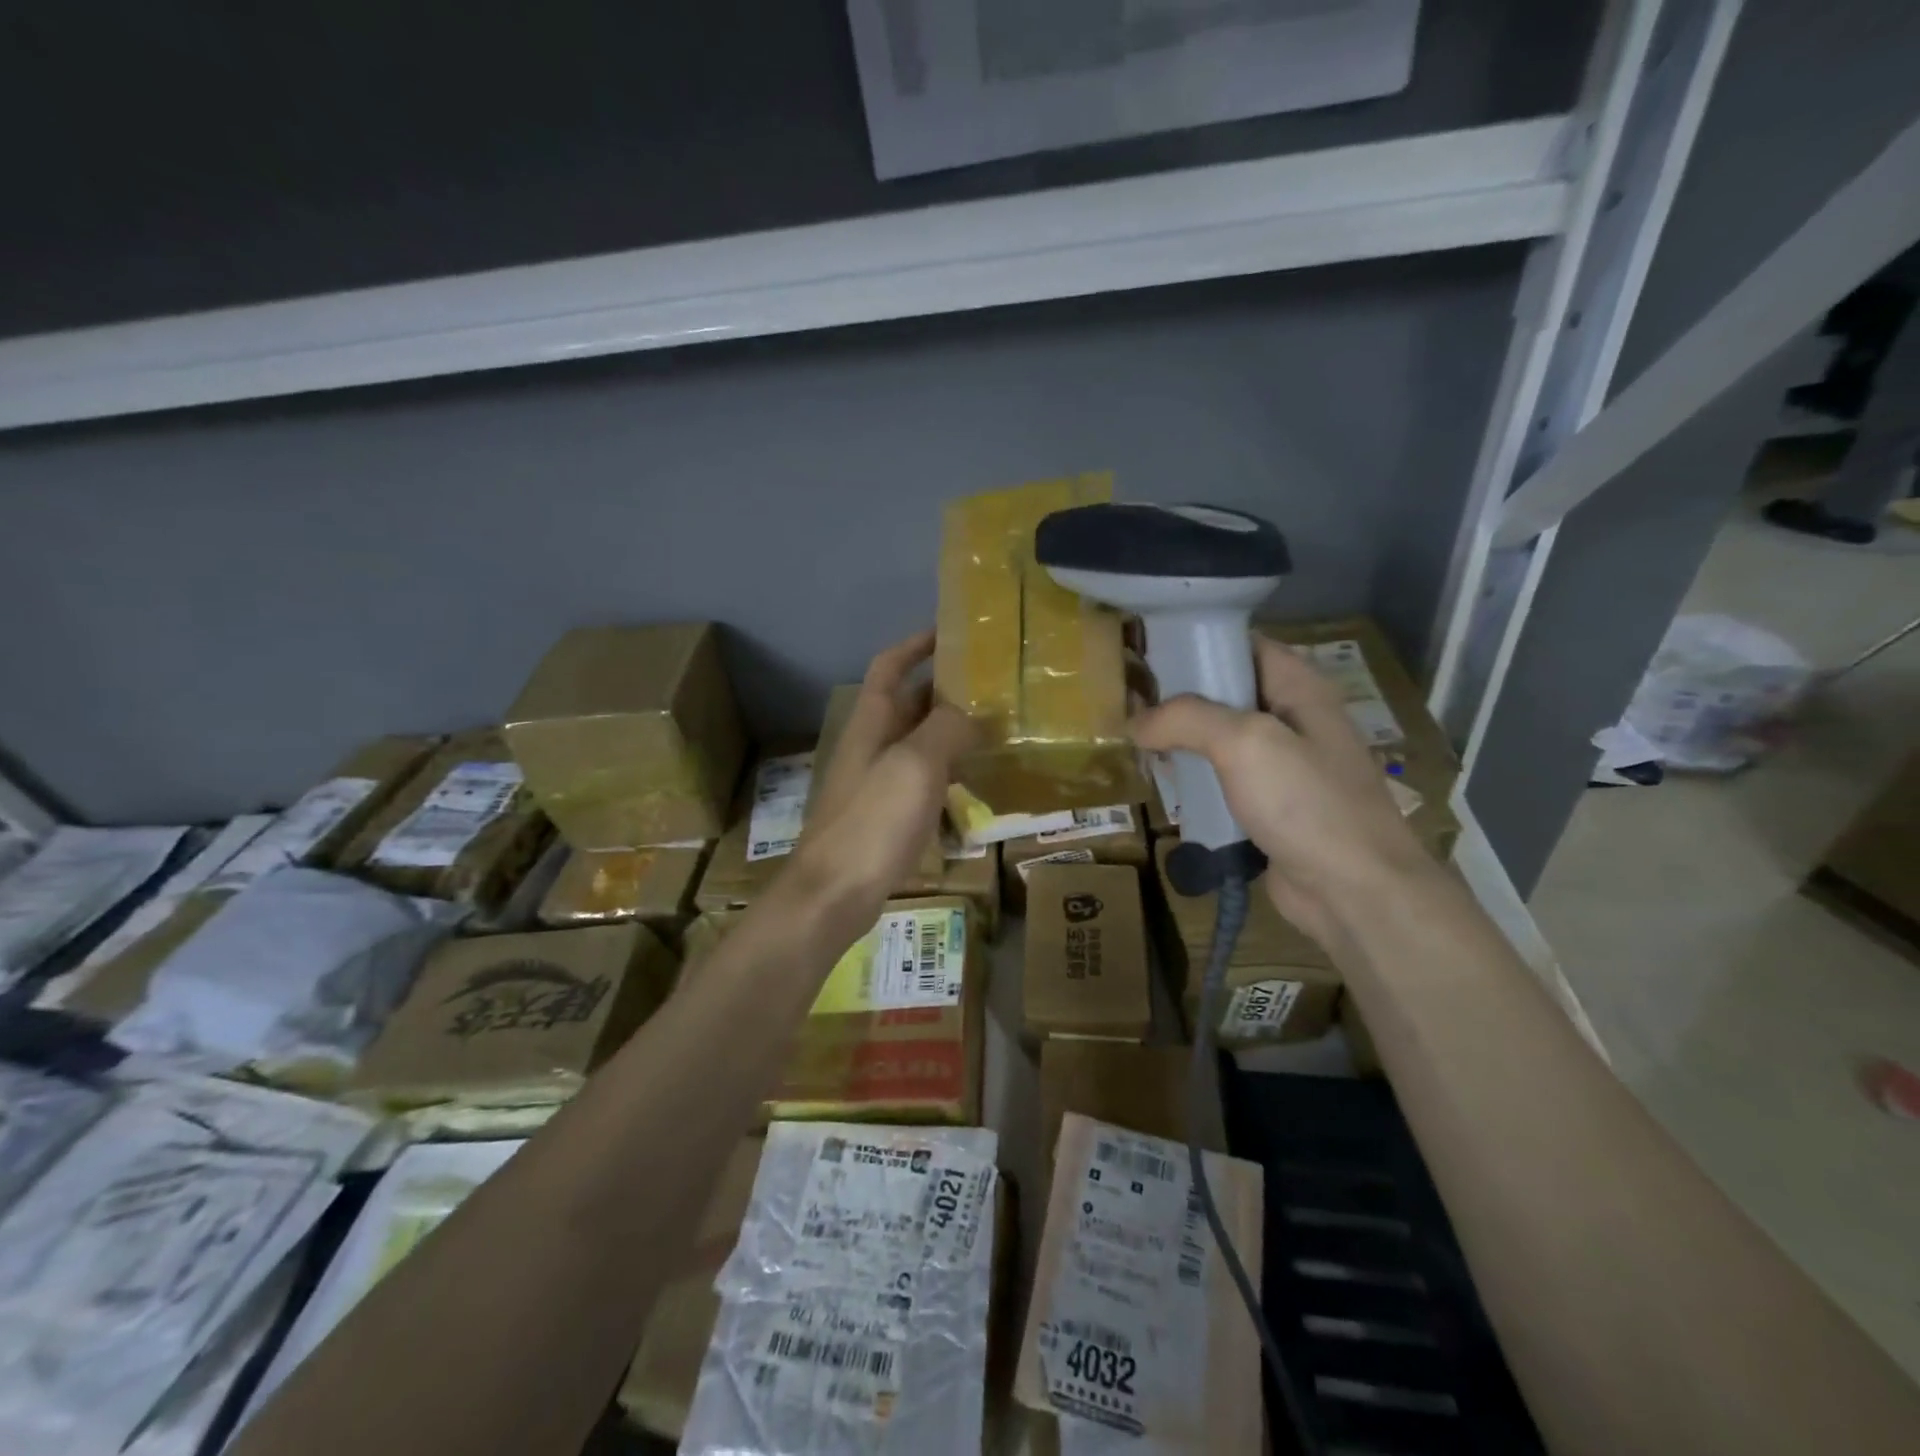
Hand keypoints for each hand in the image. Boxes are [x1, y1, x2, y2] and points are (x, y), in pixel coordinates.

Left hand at [789, 630, 975, 929]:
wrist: (834, 893)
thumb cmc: (873, 820)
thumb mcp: (915, 764)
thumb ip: (945, 728)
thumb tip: (971, 712)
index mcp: (871, 722)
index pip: (890, 666)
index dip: (916, 645)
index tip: (951, 632)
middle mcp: (870, 745)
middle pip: (907, 704)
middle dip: (943, 688)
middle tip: (991, 684)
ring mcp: (876, 783)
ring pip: (917, 743)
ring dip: (949, 731)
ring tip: (994, 727)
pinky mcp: (885, 817)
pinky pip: (921, 781)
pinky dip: (947, 772)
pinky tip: (974, 782)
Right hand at [1130, 636, 1435, 946]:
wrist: (1354, 891)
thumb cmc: (1306, 802)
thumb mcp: (1244, 742)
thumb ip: (1186, 719)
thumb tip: (1136, 722)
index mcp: (1299, 688)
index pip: (1243, 646)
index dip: (1198, 644)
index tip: (1149, 655)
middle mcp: (1294, 719)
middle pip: (1228, 693)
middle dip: (1180, 698)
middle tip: (1131, 704)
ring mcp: (1285, 766)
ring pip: (1222, 740)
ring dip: (1184, 743)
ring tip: (1138, 745)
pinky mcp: (1272, 806)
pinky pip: (1226, 781)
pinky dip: (1197, 780)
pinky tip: (1167, 786)